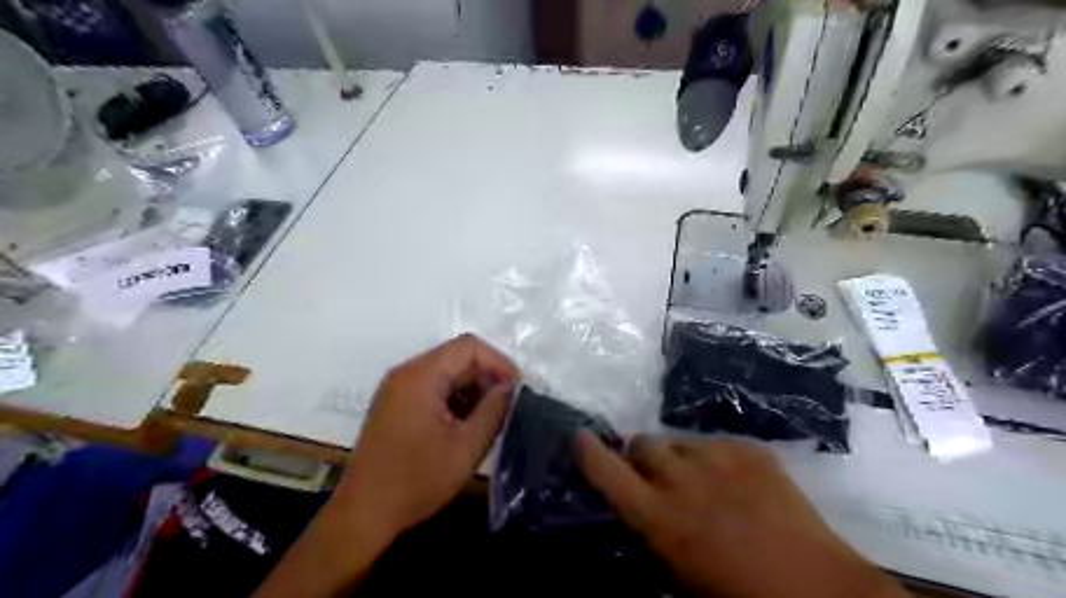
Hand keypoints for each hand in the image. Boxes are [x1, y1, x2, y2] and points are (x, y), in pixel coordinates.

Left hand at [255, 337, 521, 597]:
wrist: (363, 513)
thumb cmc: (417, 480)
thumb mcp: (467, 447)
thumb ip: (494, 410)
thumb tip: (510, 388)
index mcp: (421, 376)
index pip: (469, 347)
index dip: (499, 362)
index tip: (516, 389)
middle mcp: (406, 373)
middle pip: (456, 356)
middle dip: (486, 376)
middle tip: (507, 406)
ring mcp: (397, 388)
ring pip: (446, 372)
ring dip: (472, 388)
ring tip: (489, 418)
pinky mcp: (395, 404)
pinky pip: (432, 387)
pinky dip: (454, 398)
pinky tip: (465, 425)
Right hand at [574, 434, 907, 597]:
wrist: (816, 587)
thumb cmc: (739, 594)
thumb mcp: (679, 569)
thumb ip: (653, 527)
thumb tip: (640, 504)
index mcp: (659, 516)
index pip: (607, 471)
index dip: (589, 451)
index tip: (579, 436)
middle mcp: (681, 477)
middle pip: (642, 443)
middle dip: (643, 457)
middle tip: (659, 477)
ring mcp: (718, 456)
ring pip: (679, 441)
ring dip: (680, 458)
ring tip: (704, 482)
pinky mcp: (750, 448)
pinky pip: (718, 443)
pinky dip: (718, 459)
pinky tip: (740, 484)